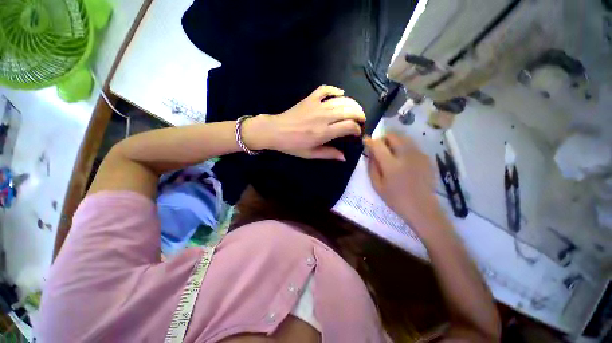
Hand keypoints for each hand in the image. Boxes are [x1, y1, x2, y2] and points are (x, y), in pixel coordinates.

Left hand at [243, 85, 364, 159]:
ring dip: (352, 104)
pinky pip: (325, 90)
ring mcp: (317, 106)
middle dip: (359, 114)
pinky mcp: (310, 99)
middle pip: (349, 111)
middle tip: (361, 119)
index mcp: (324, 132)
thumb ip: (329, 154)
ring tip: (356, 109)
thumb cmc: (292, 145)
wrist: (274, 131)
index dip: (357, 129)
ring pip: (341, 101)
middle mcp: (324, 117)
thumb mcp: (310, 154)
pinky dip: (334, 90)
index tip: (356, 132)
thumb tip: (345, 157)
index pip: (349, 126)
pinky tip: (340, 93)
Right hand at [365, 133, 446, 235]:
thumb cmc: (398, 201)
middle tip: (382, 147)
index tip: (367, 142)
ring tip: (395, 152)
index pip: (377, 144)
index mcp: (391, 165)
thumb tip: (370, 154)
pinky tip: (407, 161)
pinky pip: (413, 146)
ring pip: (404, 138)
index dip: (370, 141)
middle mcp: (405, 155)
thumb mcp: (379, 188)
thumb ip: (372, 169)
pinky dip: (407, 149)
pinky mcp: (426, 157)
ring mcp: (418, 154)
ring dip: (396, 141)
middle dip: (384, 138)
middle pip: (392, 135)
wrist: (422, 207)